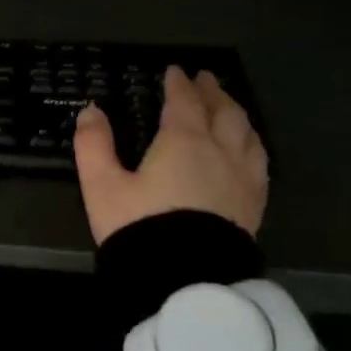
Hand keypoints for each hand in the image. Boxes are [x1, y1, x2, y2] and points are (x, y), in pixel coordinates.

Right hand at [73, 68, 267, 244]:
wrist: (185, 279)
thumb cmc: (140, 227)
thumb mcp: (102, 185)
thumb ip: (94, 145)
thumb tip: (91, 111)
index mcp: (182, 141)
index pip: (184, 102)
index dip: (179, 84)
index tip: (175, 71)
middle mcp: (219, 152)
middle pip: (223, 112)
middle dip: (213, 93)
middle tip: (206, 80)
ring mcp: (242, 179)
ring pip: (248, 135)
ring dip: (237, 115)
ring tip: (230, 108)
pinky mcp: (254, 205)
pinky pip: (259, 163)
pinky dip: (252, 145)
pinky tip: (249, 152)